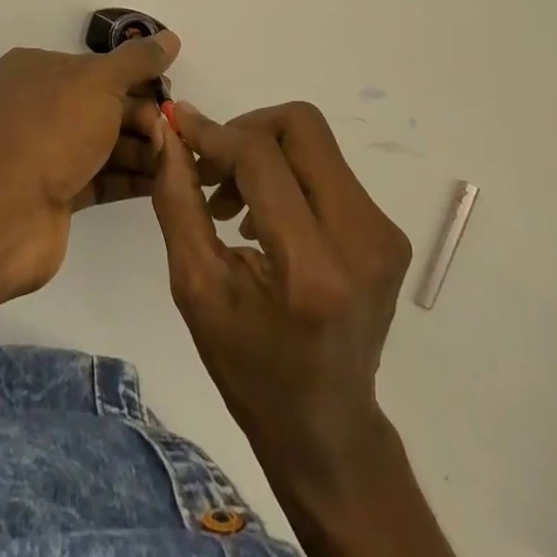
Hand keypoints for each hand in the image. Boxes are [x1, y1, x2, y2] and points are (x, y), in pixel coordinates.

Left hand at [0, 32, 178, 285]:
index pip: (96, 65)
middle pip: (104, 104)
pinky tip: (164, 179)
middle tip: (171, 129)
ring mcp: (46, 151)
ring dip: (142, 148)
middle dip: (142, 116)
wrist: (6, 212)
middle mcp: (39, 106)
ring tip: (175, 157)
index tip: (166, 90)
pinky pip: (102, 177)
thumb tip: (170, 38)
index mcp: (36, 69)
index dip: (134, 76)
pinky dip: (131, 177)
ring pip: (105, 142)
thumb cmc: (52, 130)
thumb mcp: (100, 81)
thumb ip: (137, 61)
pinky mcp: (57, 192)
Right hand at [151, 101, 456, 556]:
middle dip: (245, 129)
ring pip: (315, 142)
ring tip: (230, 200)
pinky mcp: (388, 232)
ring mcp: (383, 232)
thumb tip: (168, 132)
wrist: (327, 429)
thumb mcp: (197, 288)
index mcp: (312, 268)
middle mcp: (361, 238)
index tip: (179, 127)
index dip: (215, 133)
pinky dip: (288, 173)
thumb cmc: (250, 370)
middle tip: (210, 165)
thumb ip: (179, 201)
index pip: (261, 157)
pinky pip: (329, 168)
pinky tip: (263, 215)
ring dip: (265, 151)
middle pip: (302, 126)